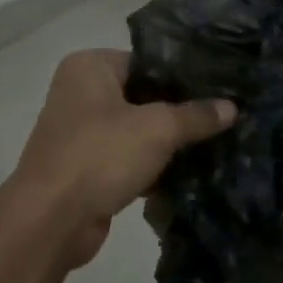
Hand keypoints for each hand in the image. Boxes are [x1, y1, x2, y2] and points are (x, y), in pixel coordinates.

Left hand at [0, 50, 236, 269]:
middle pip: (143, 95)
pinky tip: (190, 173)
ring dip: (168, 142)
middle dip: (180, 111)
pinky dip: (152, 166)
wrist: (51, 221)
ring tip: (215, 143)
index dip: (184, 75)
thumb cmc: (100, 155)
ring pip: (137, 129)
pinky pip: (128, 158)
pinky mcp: (86, 167)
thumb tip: (232, 107)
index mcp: (89, 67)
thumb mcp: (158, 129)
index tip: (221, 87)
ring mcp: (80, 132)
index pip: (147, 61)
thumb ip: (196, 115)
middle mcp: (80, 92)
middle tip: (224, 115)